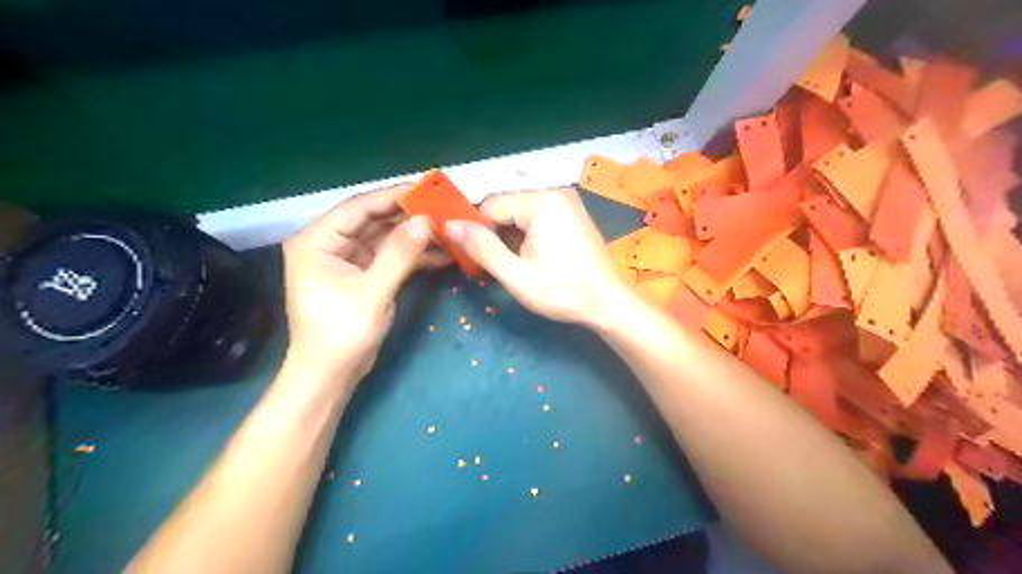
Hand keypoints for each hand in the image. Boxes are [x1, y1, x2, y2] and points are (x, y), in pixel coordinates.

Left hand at [286, 184, 446, 380]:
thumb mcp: (372, 292)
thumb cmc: (340, 333)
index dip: (394, 196)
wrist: (331, 374)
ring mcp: (348, 260)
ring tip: (448, 228)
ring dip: (415, 235)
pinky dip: (414, 255)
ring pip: (386, 238)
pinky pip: (391, 257)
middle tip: (444, 208)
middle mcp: (331, 244)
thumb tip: (426, 221)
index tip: (428, 188)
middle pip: (374, 220)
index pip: (359, 208)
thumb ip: (399, 254)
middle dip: (409, 216)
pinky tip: (441, 253)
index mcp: (318, 240)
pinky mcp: (364, 275)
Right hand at [448, 188, 630, 327]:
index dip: (477, 232)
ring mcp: (565, 204)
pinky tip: (530, 260)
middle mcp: (554, 193)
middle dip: (495, 236)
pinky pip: (536, 220)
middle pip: (505, 208)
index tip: (474, 258)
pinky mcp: (571, 216)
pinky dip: (526, 238)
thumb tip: (449, 225)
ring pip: (519, 216)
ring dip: (510, 240)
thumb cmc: (564, 292)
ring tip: (515, 267)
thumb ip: (482, 248)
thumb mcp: (516, 275)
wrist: (609, 304)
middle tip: (495, 267)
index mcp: (542, 201)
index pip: (490, 206)